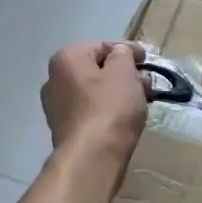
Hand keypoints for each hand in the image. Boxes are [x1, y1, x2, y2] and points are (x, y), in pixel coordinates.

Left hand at [41, 41, 148, 167]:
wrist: (92, 156)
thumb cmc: (110, 106)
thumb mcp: (124, 72)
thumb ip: (123, 54)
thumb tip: (119, 53)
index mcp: (66, 59)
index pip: (102, 46)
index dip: (128, 50)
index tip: (147, 59)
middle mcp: (54, 79)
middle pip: (96, 69)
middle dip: (124, 74)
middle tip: (147, 83)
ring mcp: (56, 107)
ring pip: (94, 91)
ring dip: (117, 92)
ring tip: (141, 101)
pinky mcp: (65, 130)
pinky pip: (90, 111)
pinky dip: (108, 110)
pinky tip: (125, 117)